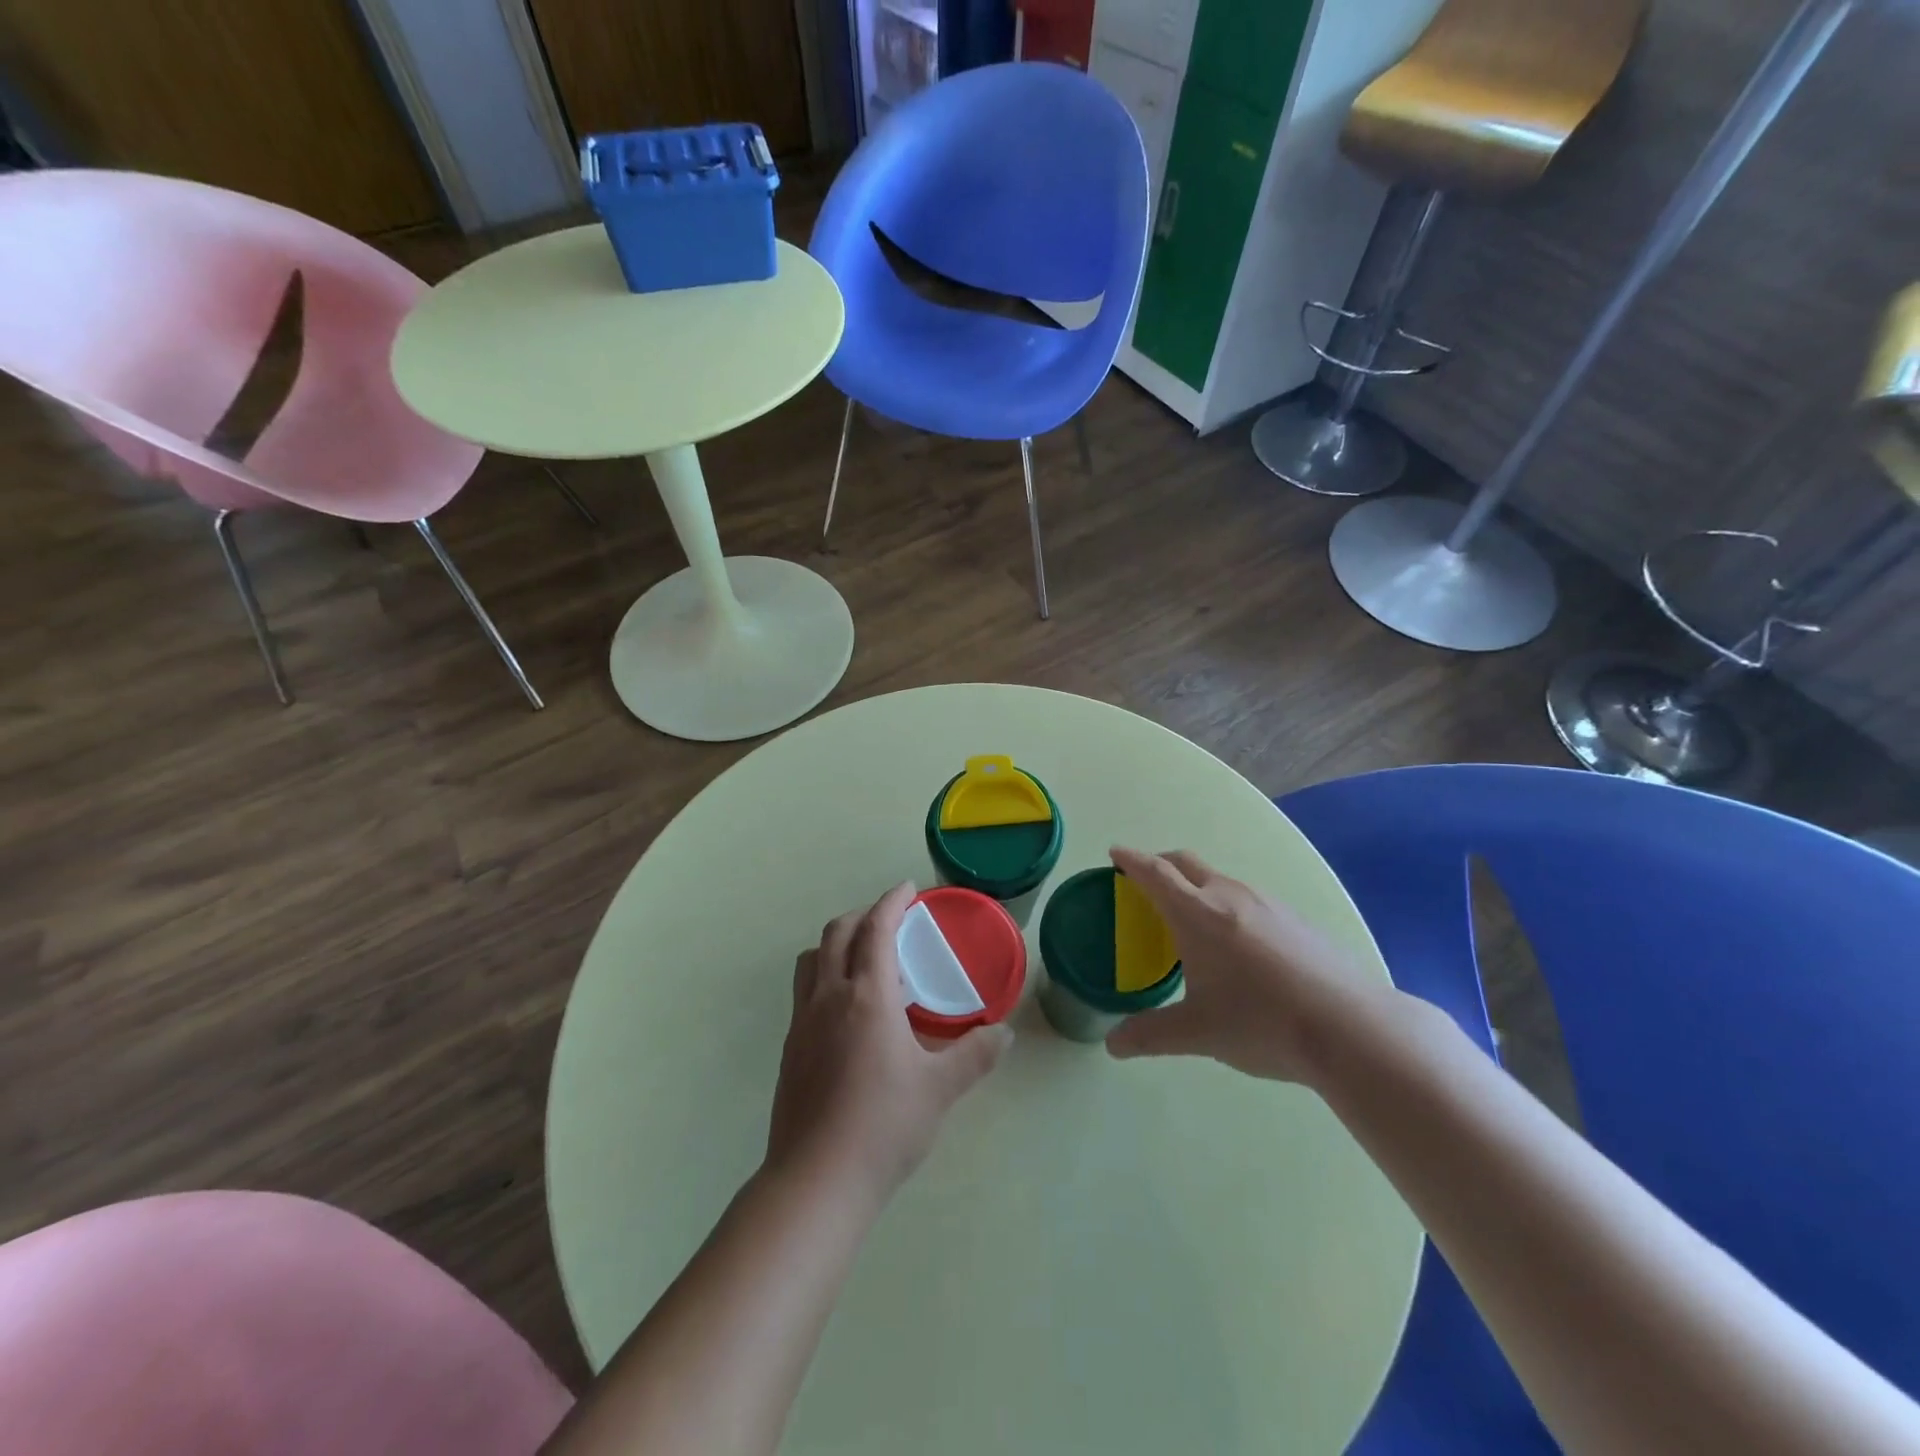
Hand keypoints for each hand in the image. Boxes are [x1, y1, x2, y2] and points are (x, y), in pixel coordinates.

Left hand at [767, 882, 1011, 1200]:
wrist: (816, 1181)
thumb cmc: (884, 1125)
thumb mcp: (940, 1089)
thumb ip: (975, 1055)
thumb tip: (1006, 1033)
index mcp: (866, 996)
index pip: (876, 929)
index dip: (892, 902)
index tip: (909, 889)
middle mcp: (828, 997)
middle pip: (837, 933)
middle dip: (863, 915)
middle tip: (890, 918)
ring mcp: (802, 1022)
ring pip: (813, 959)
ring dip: (837, 942)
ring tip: (865, 956)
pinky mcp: (790, 1048)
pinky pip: (805, 991)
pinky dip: (826, 975)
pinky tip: (847, 1009)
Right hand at [1105, 848, 1392, 1086]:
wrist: (1350, 1027)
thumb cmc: (1261, 1022)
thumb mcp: (1197, 1033)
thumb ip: (1149, 1034)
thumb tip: (1112, 1044)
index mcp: (1197, 914)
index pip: (1155, 873)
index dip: (1131, 860)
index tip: (1115, 853)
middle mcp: (1229, 896)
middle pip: (1186, 863)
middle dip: (1160, 864)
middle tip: (1143, 881)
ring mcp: (1266, 903)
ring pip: (1219, 879)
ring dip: (1194, 884)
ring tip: (1188, 916)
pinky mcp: (1293, 918)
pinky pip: (1245, 896)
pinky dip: (1223, 902)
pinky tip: (1234, 941)